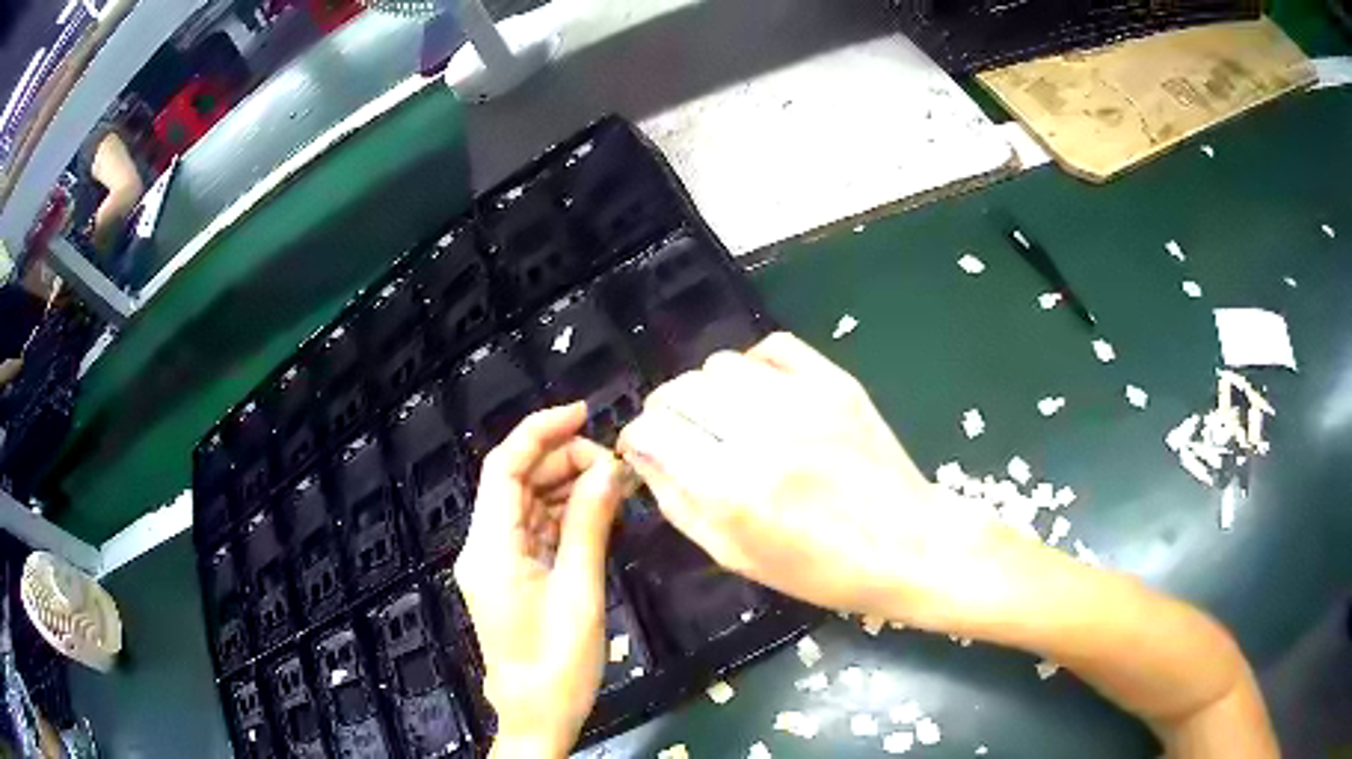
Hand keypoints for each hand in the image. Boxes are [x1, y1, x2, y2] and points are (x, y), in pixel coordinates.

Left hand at [454, 403, 627, 757]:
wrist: (538, 716)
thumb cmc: (558, 664)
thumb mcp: (580, 592)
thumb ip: (591, 525)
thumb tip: (610, 469)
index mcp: (489, 547)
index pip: (504, 467)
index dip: (540, 431)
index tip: (584, 413)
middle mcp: (485, 546)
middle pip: (518, 482)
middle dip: (564, 463)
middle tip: (617, 468)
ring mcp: (498, 561)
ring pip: (530, 503)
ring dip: (570, 488)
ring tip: (617, 487)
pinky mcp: (515, 574)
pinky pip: (538, 530)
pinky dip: (568, 516)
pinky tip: (601, 512)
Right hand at [617, 332, 1012, 629]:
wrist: (906, 545)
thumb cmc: (819, 570)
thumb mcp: (736, 555)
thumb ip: (678, 503)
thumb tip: (643, 458)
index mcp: (731, 489)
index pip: (653, 431)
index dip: (637, 437)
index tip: (644, 448)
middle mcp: (760, 434)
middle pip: (680, 390)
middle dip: (665, 412)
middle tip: (680, 436)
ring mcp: (802, 399)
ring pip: (719, 365)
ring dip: (707, 391)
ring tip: (724, 419)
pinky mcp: (835, 382)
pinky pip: (771, 347)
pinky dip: (753, 366)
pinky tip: (761, 394)